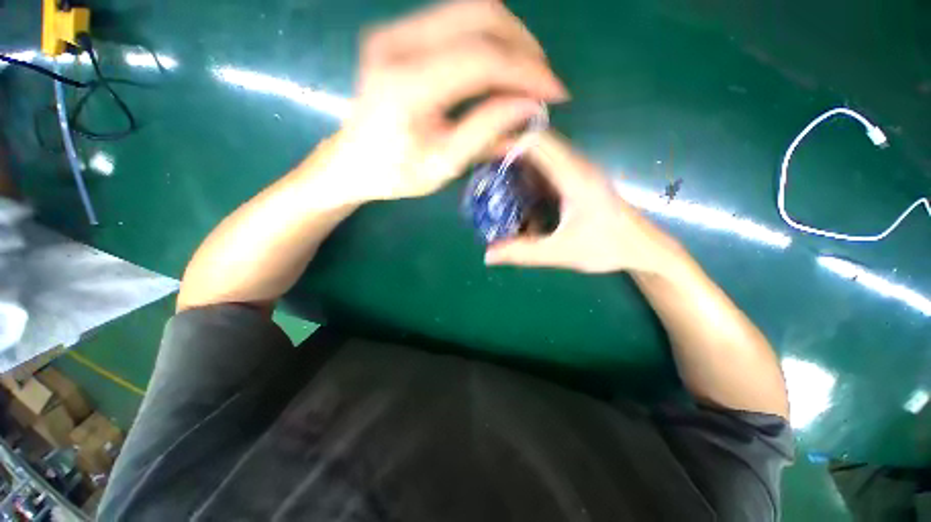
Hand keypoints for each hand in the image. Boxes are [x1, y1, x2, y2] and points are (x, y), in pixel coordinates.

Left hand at [319, 0, 567, 203]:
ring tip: (526, 76)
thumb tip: (530, 107)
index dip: (526, 72)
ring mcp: (395, 31)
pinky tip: (499, 68)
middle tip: (542, 82)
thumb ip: (486, 132)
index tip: (555, 93)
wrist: (353, 161)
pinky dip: (488, 40)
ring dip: (509, 39)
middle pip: (480, 15)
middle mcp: (397, 43)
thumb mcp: (444, 164)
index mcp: (407, 85)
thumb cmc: (396, 174)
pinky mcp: (398, 33)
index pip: (482, 59)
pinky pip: (456, 20)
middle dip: (523, 47)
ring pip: (470, 9)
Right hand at [485, 131, 680, 273]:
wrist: (645, 248)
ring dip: (521, 161)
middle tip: (485, 168)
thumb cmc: (607, 248)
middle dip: (510, 151)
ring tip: (497, 178)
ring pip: (545, 153)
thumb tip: (488, 256)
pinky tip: (521, 191)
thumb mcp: (561, 253)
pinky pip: (552, 166)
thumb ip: (523, 253)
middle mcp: (578, 166)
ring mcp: (581, 171)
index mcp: (574, 177)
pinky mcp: (581, 179)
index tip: (484, 155)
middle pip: (539, 143)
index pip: (538, 143)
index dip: (509, 143)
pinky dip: (532, 172)